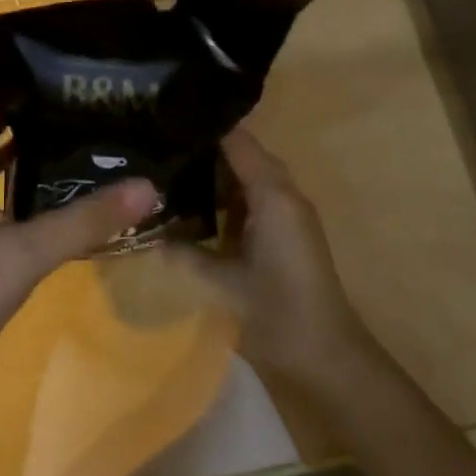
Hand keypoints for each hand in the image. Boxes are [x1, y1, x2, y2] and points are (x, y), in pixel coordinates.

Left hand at [0, 70, 158, 395]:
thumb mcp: (26, 255)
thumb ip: (87, 220)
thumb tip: (150, 186)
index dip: (4, 62)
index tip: (54, 49)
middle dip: (25, 95)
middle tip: (81, 82)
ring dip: (23, 132)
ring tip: (77, 116)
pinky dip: (17, 169)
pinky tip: (57, 173)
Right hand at [176, 128, 374, 390]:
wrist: (326, 355)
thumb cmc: (277, 312)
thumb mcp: (224, 282)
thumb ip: (186, 254)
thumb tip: (149, 235)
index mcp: (272, 196)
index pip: (238, 142)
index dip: (205, 128)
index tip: (168, 120)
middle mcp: (284, 195)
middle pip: (244, 155)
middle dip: (205, 150)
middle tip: (160, 147)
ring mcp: (289, 213)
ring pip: (249, 177)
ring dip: (216, 175)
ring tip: (170, 171)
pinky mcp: (288, 232)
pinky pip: (255, 200)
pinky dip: (228, 198)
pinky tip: (197, 207)